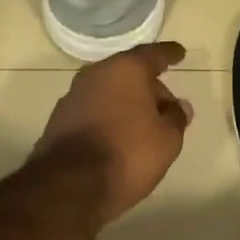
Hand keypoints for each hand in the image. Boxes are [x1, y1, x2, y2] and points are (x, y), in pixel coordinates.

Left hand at [34, 42, 192, 225]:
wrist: (69, 186)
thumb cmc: (128, 154)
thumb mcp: (167, 140)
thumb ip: (176, 118)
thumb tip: (178, 106)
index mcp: (126, 70)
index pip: (154, 55)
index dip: (169, 55)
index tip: (179, 53)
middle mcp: (96, 74)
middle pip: (129, 73)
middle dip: (149, 86)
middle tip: (167, 105)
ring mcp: (73, 96)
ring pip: (109, 92)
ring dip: (127, 103)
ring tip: (145, 124)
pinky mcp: (59, 120)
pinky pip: (94, 110)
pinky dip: (109, 117)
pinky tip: (120, 136)